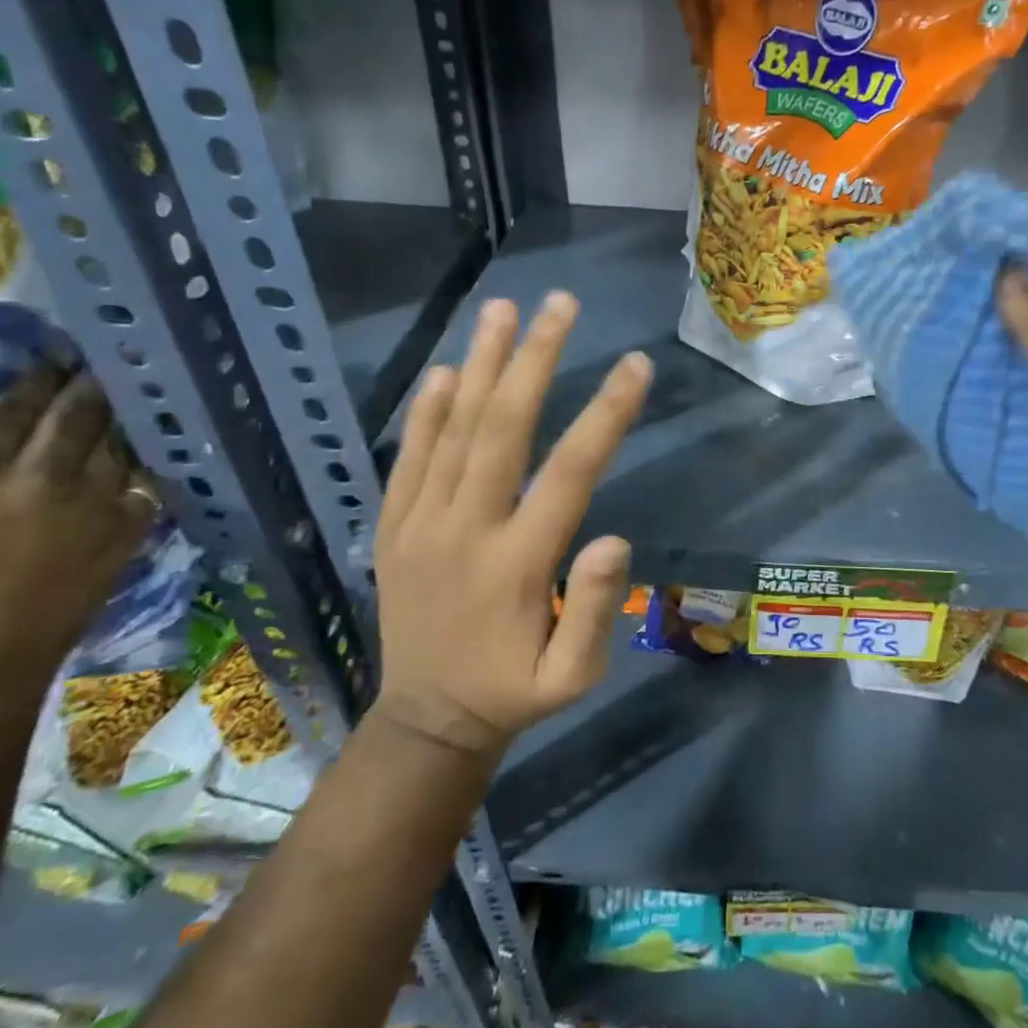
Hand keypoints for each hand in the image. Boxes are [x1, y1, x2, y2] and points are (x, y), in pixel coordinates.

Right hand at [0, 371, 153, 710]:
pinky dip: (142, 468)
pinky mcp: (129, 527)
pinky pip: (145, 482)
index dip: (35, 377)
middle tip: (99, 367)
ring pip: (116, 440)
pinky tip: (142, 458)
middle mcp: (38, 474)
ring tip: (124, 404)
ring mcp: (93, 499)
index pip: (12, 401)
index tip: (51, 362)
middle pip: (77, 409)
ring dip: (118, 421)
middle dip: (88, 383)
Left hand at [372, 293, 651, 759]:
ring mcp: (420, 524)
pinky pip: (407, 458)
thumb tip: (615, 538)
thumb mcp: (573, 677)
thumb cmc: (513, 692)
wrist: (425, 723)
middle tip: (560, 303)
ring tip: (502, 309)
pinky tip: (442, 370)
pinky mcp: (392, 527)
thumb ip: (594, 611)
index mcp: (518, 563)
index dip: (606, 414)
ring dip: (479, 364)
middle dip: (534, 359)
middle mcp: (466, 529)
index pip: (570, 472)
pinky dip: (425, 411)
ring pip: (452, 430)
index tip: (636, 364)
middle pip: (503, 429)